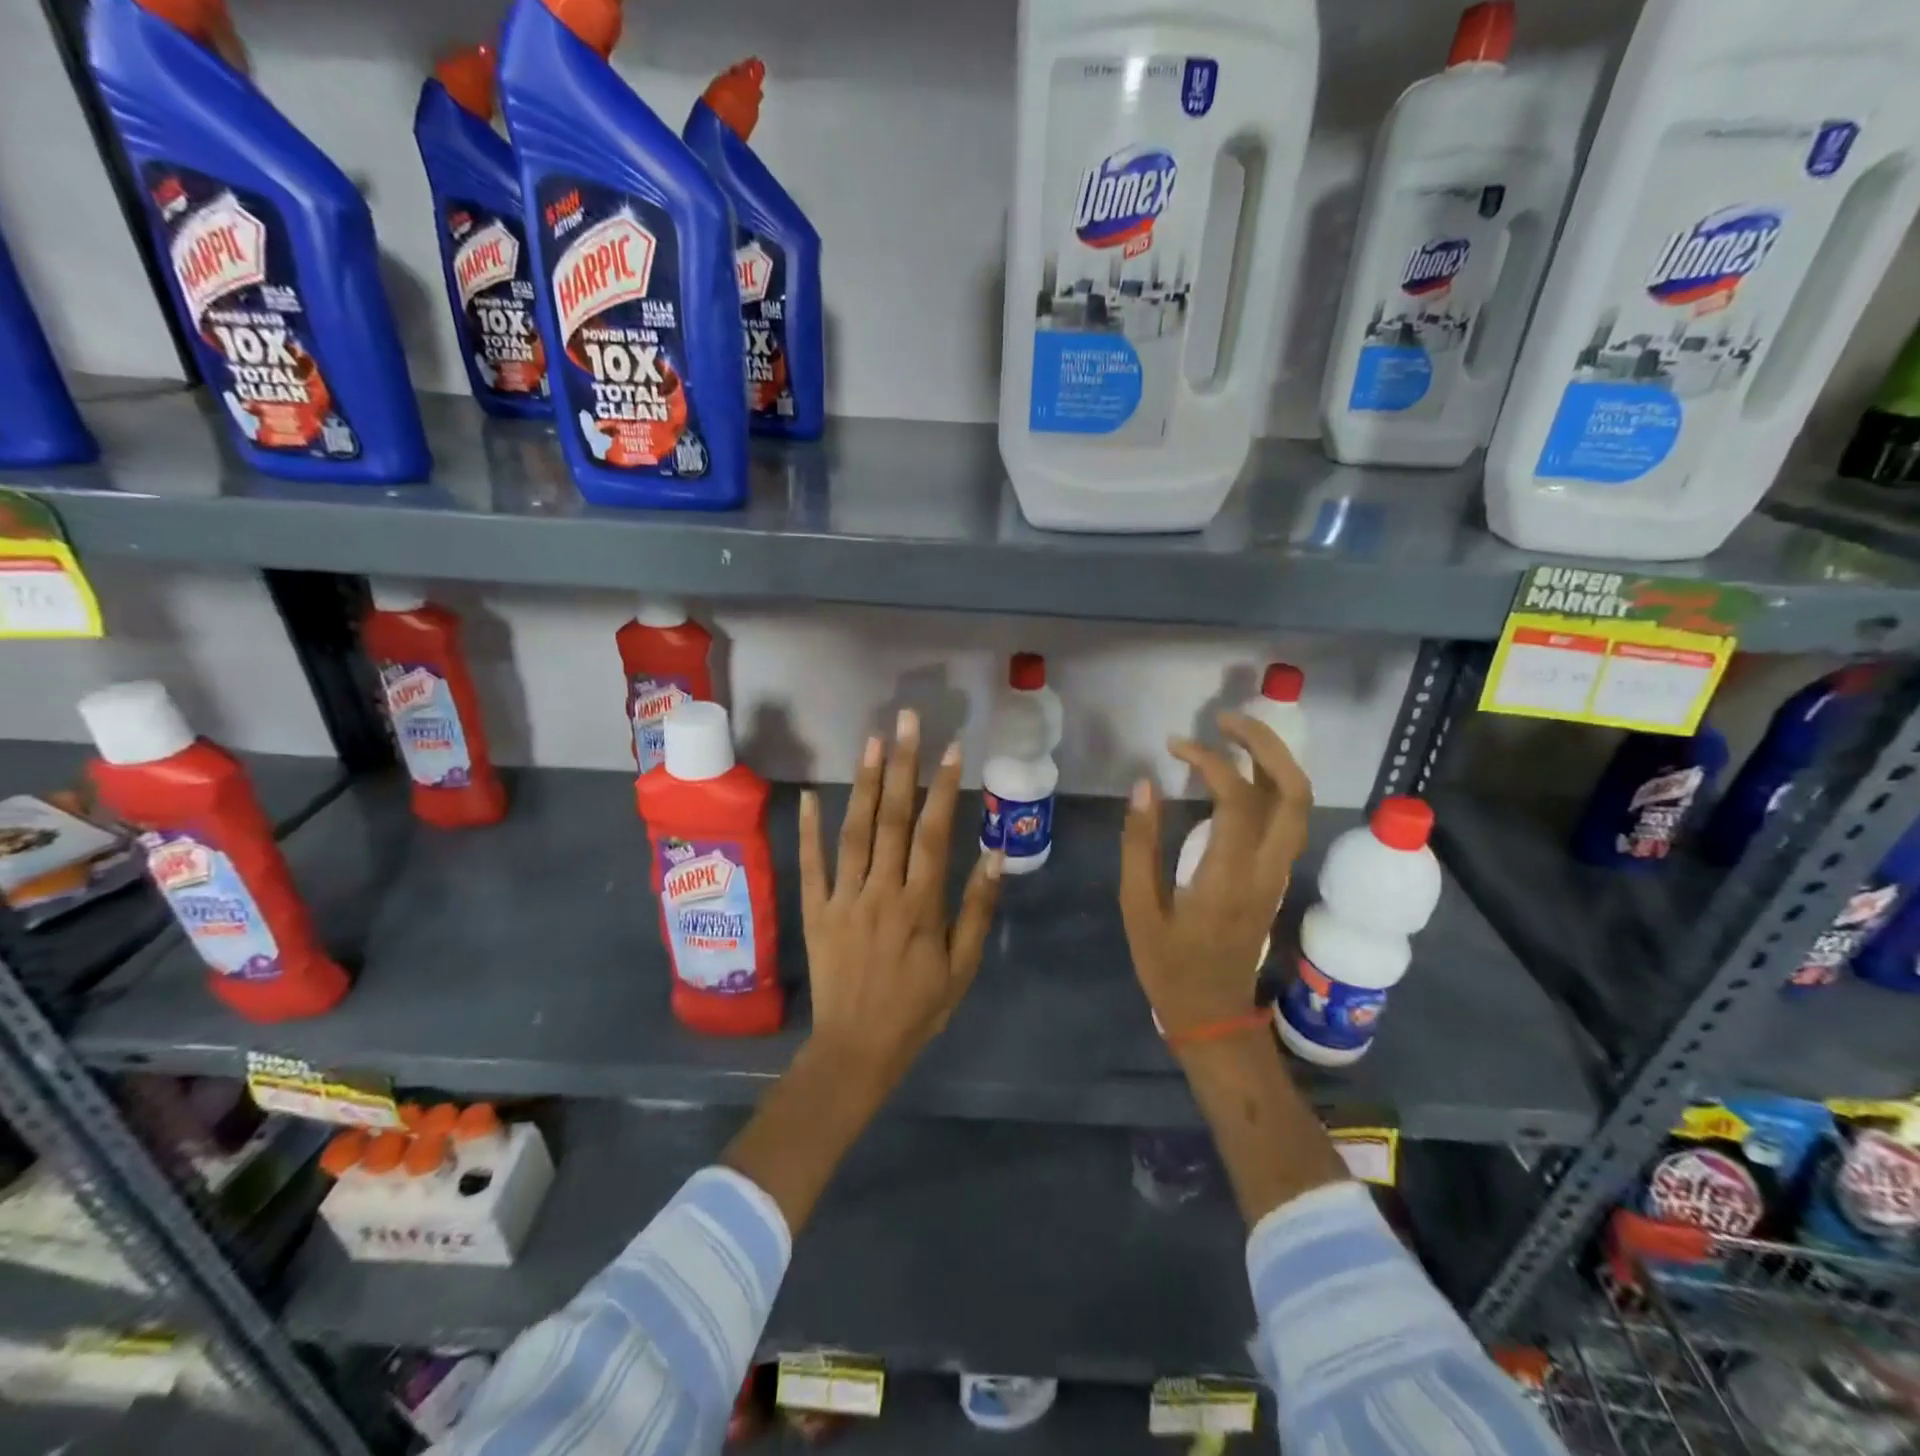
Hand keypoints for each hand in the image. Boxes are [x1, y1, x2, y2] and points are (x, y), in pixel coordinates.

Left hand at [798, 708, 1003, 1092]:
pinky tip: (808, 795)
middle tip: (906, 721)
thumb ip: (977, 908)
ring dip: (862, 784)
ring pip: (854, 833)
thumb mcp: (962, 966)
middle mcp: (881, 892)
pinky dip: (808, 829)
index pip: (933, 834)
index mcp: (920, 905)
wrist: (857, 1049)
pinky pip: (811, 865)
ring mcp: (843, 899)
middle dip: (901, 766)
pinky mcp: (814, 911)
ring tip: (871, 741)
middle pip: (891, 820)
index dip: (943, 788)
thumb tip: (995, 853)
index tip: (952, 748)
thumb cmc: (918, 1008)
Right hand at [1119, 713, 1310, 1037]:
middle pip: (1293, 792)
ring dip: (1274, 760)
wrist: (1213, 1015)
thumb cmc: (1169, 966)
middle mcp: (1265, 869)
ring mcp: (1278, 873)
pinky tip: (1238, 775)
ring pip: (1299, 804)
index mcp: (1228, 877)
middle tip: (1225, 720)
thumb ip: (1139, 844)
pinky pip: (1287, 819)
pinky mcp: (1276, 877)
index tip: (1175, 747)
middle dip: (1265, 744)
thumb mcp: (1138, 908)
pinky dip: (1270, 783)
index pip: (1237, 799)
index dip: (1209, 761)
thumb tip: (1144, 785)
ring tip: (1233, 736)